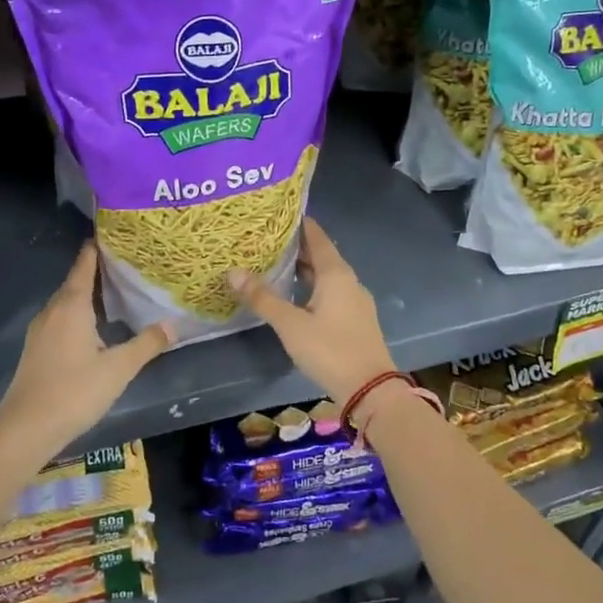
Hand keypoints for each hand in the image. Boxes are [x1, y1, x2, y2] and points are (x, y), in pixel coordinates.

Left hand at [0, 244, 171, 454]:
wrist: (26, 428)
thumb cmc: (75, 391)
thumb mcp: (119, 368)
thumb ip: (147, 344)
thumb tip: (173, 325)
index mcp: (71, 305)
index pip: (85, 263)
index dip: (99, 247)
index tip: (117, 234)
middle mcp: (53, 310)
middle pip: (76, 280)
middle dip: (99, 269)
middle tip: (129, 263)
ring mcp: (41, 330)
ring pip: (67, 301)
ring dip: (89, 293)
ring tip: (118, 291)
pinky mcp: (37, 348)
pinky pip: (62, 318)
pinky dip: (80, 312)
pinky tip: (97, 325)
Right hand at [229, 218, 394, 406]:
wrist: (370, 389)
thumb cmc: (330, 350)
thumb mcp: (291, 324)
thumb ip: (262, 298)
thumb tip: (233, 271)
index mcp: (336, 274)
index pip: (317, 237)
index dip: (299, 224)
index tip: (278, 213)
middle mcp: (349, 281)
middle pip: (322, 256)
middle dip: (297, 247)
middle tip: (267, 239)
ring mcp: (355, 301)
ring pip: (327, 276)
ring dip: (304, 269)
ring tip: (276, 265)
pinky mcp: (355, 320)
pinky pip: (331, 293)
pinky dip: (312, 287)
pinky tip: (296, 296)